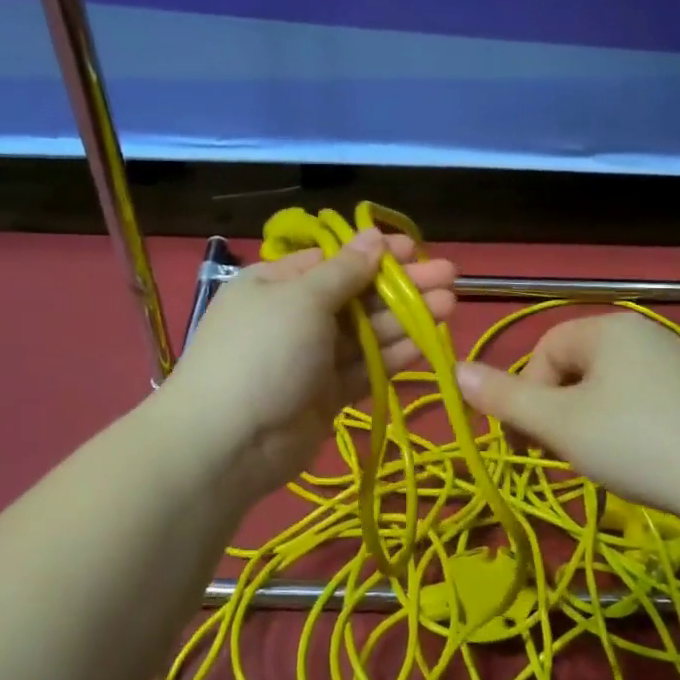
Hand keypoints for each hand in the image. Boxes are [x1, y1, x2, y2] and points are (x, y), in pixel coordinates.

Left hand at [161, 228, 457, 500]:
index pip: (334, 261)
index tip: (417, 249)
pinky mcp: (326, 396)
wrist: (229, 442)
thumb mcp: (301, 299)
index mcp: (277, 284)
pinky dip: (393, 357)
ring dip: (406, 319)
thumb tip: (373, 237)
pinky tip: (427, 343)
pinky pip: (364, 369)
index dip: (376, 254)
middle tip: (450, 277)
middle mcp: (295, 317)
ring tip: (450, 305)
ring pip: (366, 334)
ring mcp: (311, 359)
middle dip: (402, 286)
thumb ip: (344, 271)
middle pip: (357, 296)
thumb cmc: (263, 352)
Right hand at [455, 313, 679, 524]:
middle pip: (577, 368)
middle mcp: (645, 334)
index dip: (527, 395)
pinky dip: (628, 428)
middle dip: (559, 410)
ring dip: (590, 422)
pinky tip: (642, 460)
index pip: (545, 350)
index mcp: (608, 329)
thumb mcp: (558, 424)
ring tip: (603, 461)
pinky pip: (644, 402)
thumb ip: (504, 398)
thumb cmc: (635, 443)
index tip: (528, 441)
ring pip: (609, 388)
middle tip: (565, 453)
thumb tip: (454, 370)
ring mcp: (679, 362)